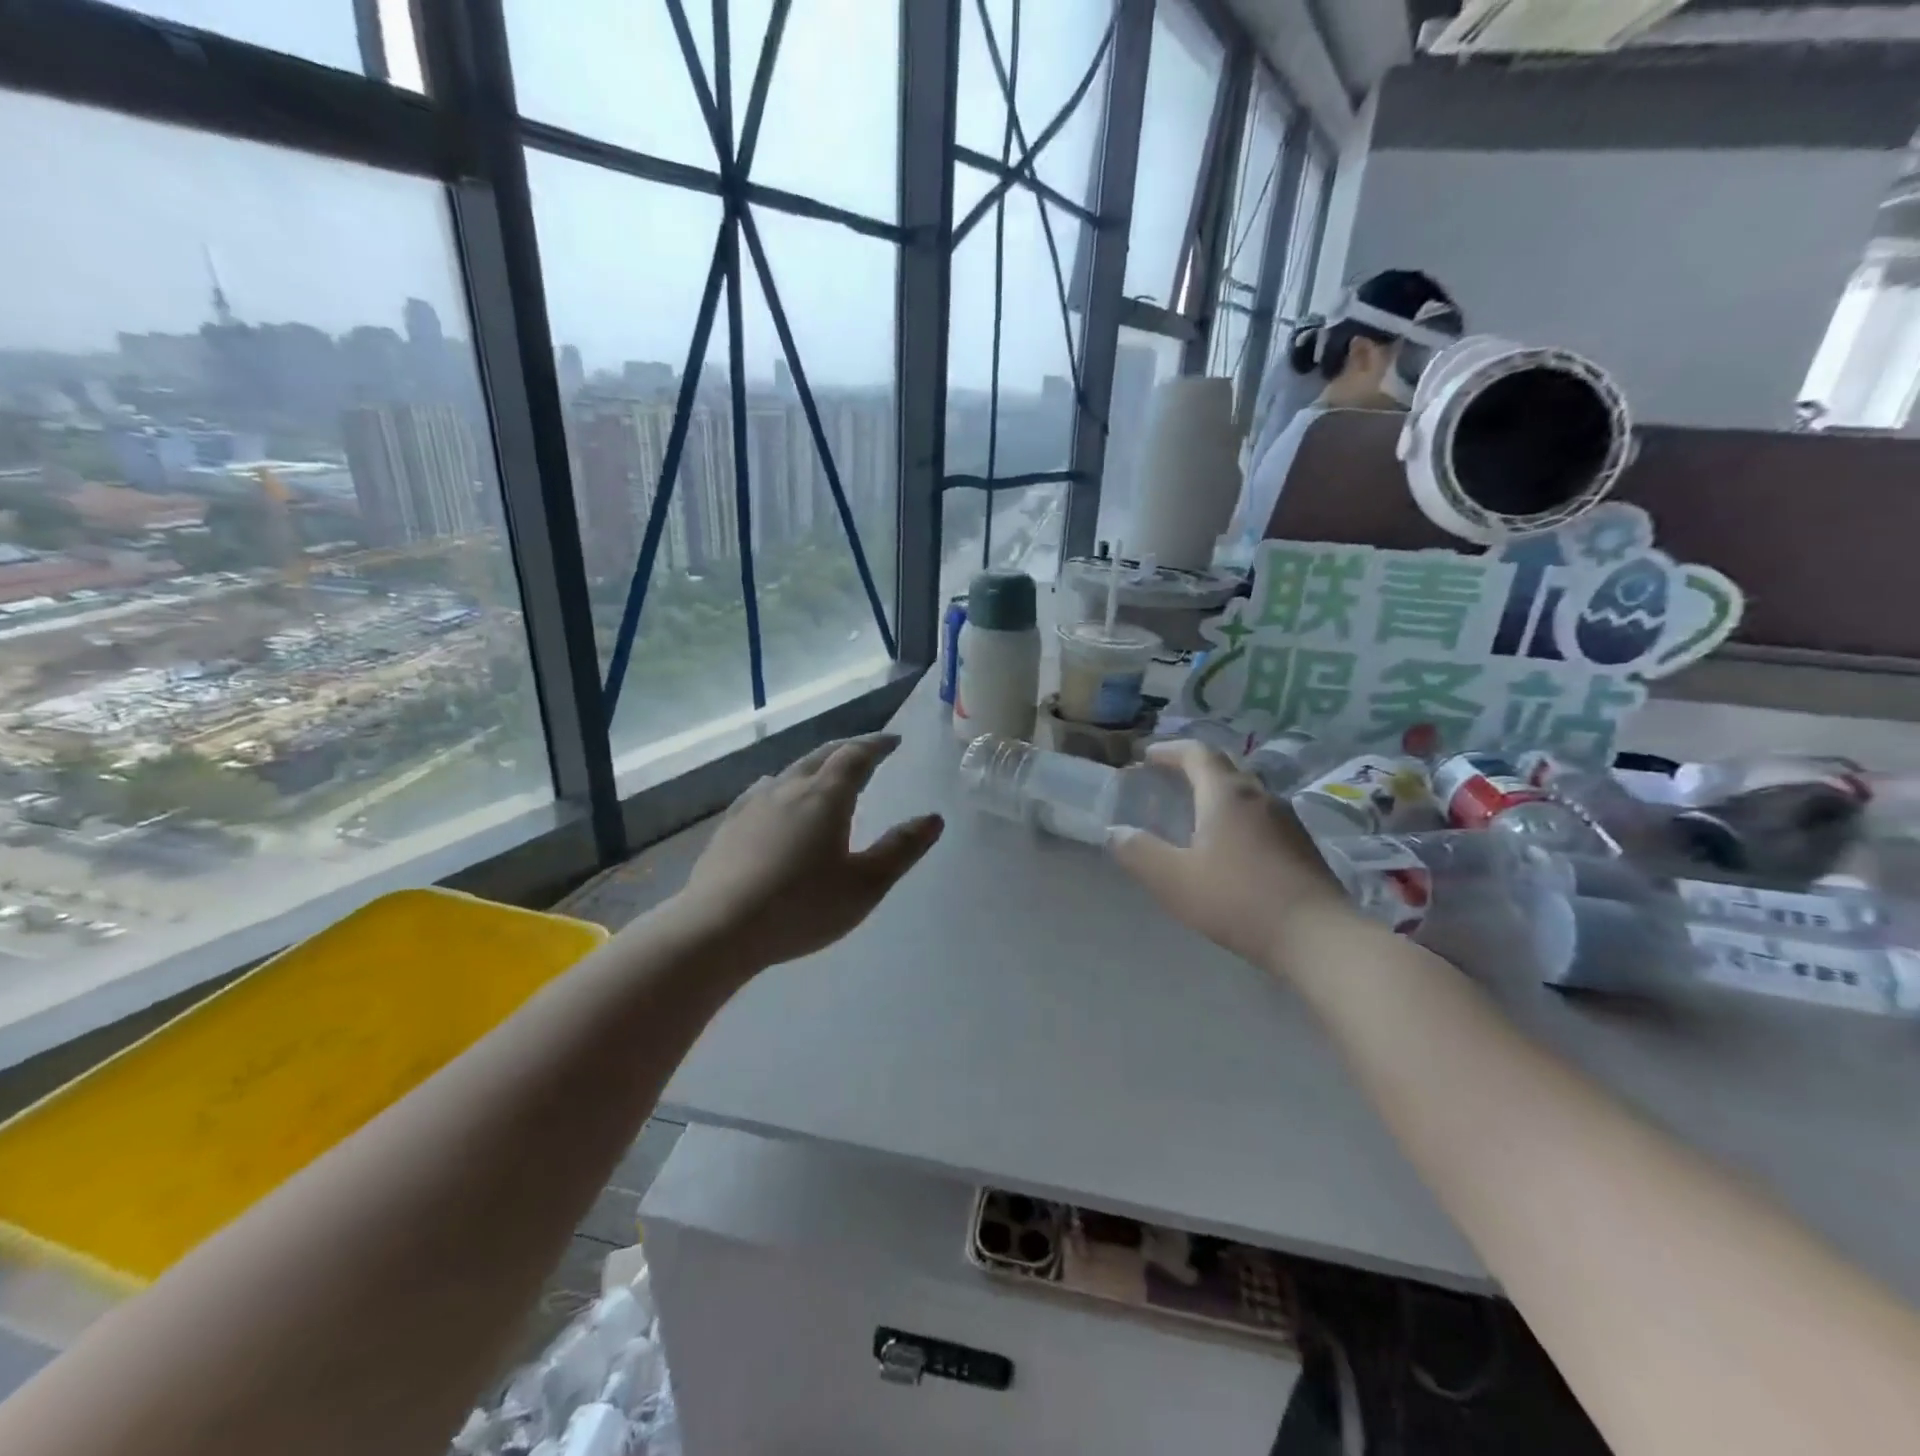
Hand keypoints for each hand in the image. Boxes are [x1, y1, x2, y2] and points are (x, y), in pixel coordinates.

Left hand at [679, 733, 943, 968]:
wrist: (719, 928)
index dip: (877, 745)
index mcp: (826, 797)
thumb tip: (933, 818)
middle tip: (866, 749)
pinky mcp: (729, 826)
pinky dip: (780, 784)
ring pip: (790, 770)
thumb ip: (901, 849)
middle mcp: (789, 789)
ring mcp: (753, 805)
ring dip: (814, 764)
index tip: (893, 741)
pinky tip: (771, 793)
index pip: (856, 756)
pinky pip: (760, 791)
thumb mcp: (865, 885)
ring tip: (826, 771)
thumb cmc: (801, 907)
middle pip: (822, 756)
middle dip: (848, 748)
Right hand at [1108, 740, 1352, 968]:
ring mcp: (1287, 819)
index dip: (1169, 751)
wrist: (1318, 937)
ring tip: (1196, 814)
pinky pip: (1261, 816)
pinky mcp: (1302, 845)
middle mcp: (1260, 795)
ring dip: (1217, 794)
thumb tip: (1116, 832)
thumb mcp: (1173, 880)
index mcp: (1226, 794)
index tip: (1147, 758)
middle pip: (1224, 767)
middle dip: (1193, 769)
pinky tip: (1230, 846)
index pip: (1197, 753)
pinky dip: (1238, 817)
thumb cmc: (1238, 900)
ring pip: (1246, 792)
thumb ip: (1139, 852)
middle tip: (1168, 782)